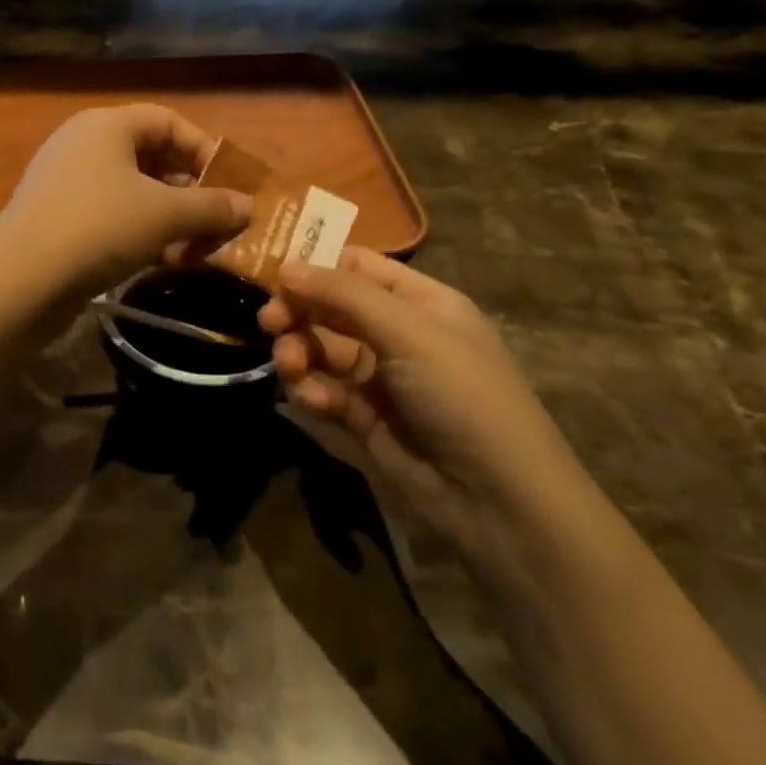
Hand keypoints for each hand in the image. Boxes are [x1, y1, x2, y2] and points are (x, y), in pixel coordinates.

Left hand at [0, 105, 252, 305]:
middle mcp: (84, 145)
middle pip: (151, 157)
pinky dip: (141, 234)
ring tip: (195, 249)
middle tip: (218, 222)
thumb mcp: (164, 214)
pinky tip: (163, 262)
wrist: (20, 279)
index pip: (167, 121)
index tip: (231, 183)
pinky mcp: (58, 220)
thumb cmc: (99, 227)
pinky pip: (111, 217)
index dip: (204, 148)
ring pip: (133, 192)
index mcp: (106, 125)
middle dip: (190, 191)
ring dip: (170, 218)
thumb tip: (248, 206)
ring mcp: (67, 184)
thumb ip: (211, 207)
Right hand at [260, 248, 602, 578]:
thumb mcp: (410, 332)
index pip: (357, 266)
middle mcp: (397, 332)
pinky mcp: (361, 416)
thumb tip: (285, 266)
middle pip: (330, 306)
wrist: (496, 500)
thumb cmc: (463, 395)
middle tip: (269, 322)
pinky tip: (312, 400)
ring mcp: (378, 376)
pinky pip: (322, 388)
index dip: (315, 264)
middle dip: (298, 311)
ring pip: (320, 348)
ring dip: (298, 352)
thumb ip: (344, 295)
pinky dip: (310, 390)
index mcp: (420, 302)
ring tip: (290, 367)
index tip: (271, 273)